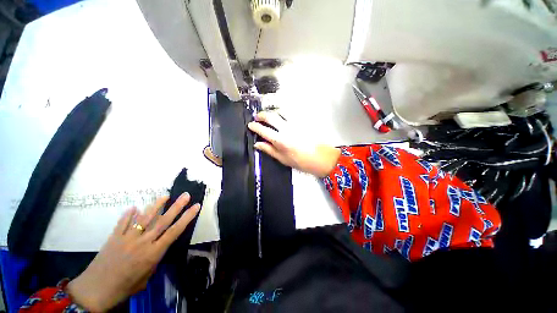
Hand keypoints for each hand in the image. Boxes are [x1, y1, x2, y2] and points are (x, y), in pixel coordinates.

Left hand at [67, 193, 199, 311]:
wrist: (96, 291)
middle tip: (186, 195)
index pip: (175, 231)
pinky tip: (134, 207)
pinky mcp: (114, 237)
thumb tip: (159, 246)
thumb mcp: (147, 277)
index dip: (187, 217)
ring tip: (165, 196)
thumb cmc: (125, 287)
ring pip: (145, 218)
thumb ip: (154, 259)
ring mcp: (127, 238)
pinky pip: (123, 223)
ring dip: (156, 205)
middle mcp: (143, 242)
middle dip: (177, 207)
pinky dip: (128, 214)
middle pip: (163, 221)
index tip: (196, 206)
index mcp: (153, 253)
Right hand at [247, 111, 340, 177]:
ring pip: (281, 112)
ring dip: (272, 112)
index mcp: (280, 140)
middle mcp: (286, 129)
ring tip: (269, 116)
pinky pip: (291, 113)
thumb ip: (269, 150)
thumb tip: (257, 144)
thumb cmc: (300, 161)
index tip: (250, 125)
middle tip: (257, 117)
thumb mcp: (282, 158)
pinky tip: (282, 116)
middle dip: (261, 115)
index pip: (263, 130)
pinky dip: (283, 113)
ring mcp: (295, 124)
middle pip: (271, 117)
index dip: (255, 126)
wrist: (319, 158)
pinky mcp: (302, 122)